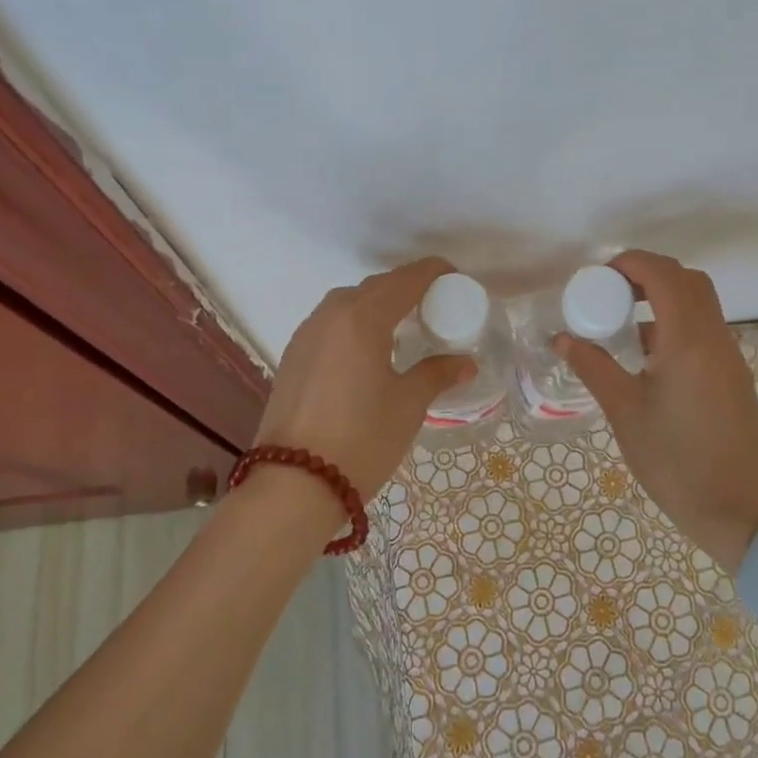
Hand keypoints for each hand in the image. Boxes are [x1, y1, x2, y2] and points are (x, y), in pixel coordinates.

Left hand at [255, 257, 475, 500]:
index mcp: (363, 318)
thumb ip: (436, 374)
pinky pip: (330, 323)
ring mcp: (306, 334)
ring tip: (401, 325)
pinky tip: (367, 349)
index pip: (405, 280)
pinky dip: (354, 322)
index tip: (454, 277)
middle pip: (375, 286)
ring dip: (376, 303)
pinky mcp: (292, 356)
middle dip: (405, 287)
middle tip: (433, 304)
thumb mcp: (408, 405)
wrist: (294, 484)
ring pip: (347, 303)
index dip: (432, 272)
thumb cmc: (362, 439)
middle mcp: (331, 315)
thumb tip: (465, 362)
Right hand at [556, 251, 757, 570]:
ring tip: (623, 321)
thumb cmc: (675, 461)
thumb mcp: (625, 412)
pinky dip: (677, 322)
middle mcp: (715, 338)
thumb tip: (562, 337)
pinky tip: (648, 355)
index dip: (630, 263)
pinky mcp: (734, 377)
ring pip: (701, 304)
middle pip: (688, 280)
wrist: (739, 513)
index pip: (663, 275)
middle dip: (648, 274)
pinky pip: (705, 330)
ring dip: (664, 297)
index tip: (598, 276)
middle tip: (611, 291)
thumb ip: (593, 366)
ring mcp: (729, 357)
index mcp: (688, 340)